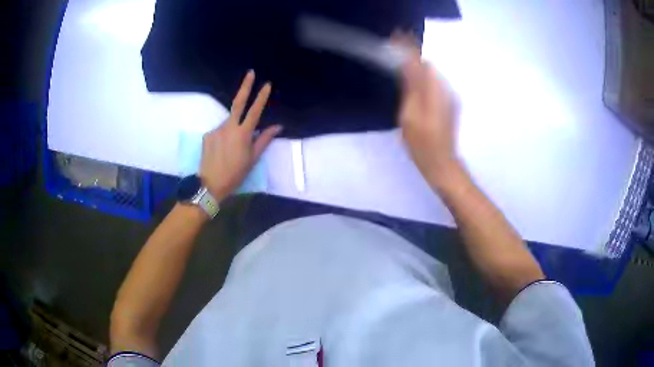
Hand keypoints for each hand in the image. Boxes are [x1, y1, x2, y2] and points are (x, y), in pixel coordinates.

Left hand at [200, 70, 281, 199]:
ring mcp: (216, 129)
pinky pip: (219, 131)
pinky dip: (223, 136)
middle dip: (245, 86)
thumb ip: (264, 140)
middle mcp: (229, 127)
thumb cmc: (236, 173)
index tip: (267, 84)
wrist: (210, 184)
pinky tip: (222, 150)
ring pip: (229, 122)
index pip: (255, 111)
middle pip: (238, 102)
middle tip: (250, 73)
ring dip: (233, 128)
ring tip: (232, 147)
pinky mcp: (207, 135)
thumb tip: (277, 126)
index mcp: (243, 134)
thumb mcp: (253, 159)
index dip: (261, 97)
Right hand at [395, 35, 460, 186]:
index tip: (396, 36)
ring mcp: (449, 96)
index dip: (408, 48)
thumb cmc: (421, 143)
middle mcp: (444, 89)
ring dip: (418, 63)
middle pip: (427, 64)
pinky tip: (415, 78)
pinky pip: (435, 81)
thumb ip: (410, 88)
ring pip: (432, 72)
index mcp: (432, 91)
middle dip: (413, 52)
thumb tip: (409, 67)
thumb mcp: (408, 116)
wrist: (441, 162)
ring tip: (403, 58)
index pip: (419, 62)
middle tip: (396, 45)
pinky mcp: (449, 102)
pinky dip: (424, 75)